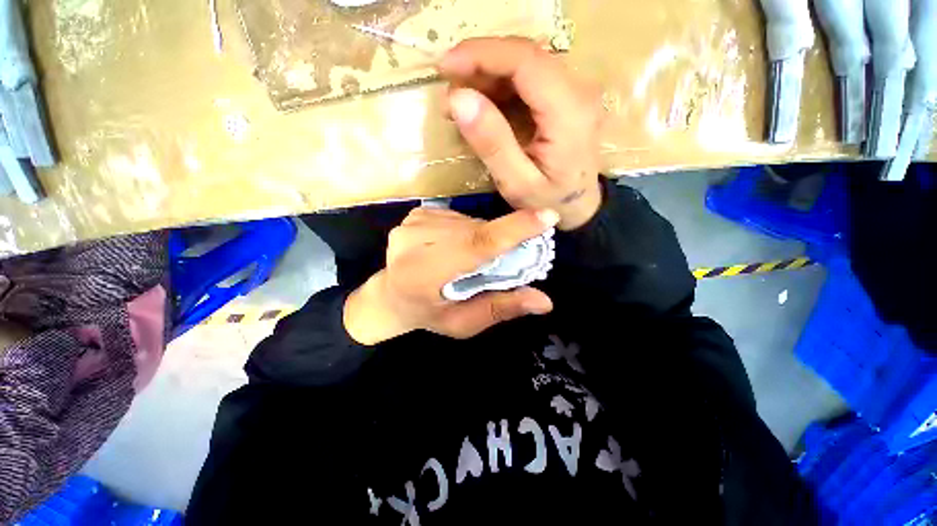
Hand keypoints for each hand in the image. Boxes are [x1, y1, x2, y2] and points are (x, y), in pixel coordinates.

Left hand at [343, 207, 558, 344]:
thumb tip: (544, 301)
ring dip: (482, 239)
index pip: (476, 245)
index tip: (547, 217)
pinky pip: (457, 218)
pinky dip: (467, 232)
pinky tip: (455, 248)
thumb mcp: (463, 323)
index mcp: (424, 274)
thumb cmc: (427, 314)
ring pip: (469, 223)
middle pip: (477, 232)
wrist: (389, 295)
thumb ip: (500, 309)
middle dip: (502, 242)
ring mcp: (413, 222)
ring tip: (472, 261)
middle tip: (508, 259)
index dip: (512, 230)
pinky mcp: (416, 213)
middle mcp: (416, 241)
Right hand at [439, 37, 604, 230]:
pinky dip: (500, 86)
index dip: (482, 54)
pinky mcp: (566, 97)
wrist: (578, 207)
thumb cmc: (548, 202)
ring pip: (525, 63)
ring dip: (488, 75)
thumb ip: (492, 143)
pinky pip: (529, 78)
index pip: (525, 61)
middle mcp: (578, 91)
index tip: (446, 66)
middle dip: (481, 64)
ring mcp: (574, 92)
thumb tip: (458, 99)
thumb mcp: (516, 183)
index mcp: (569, 113)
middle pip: (525, 56)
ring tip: (460, 101)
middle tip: (449, 88)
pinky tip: (481, 105)